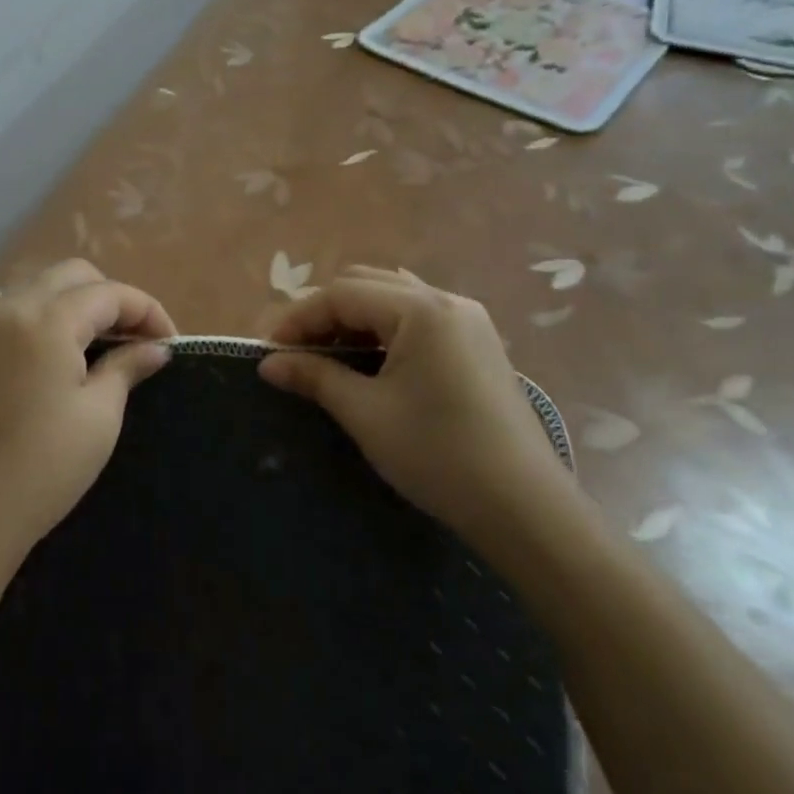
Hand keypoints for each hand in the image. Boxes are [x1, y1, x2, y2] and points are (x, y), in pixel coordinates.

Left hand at [0, 260, 174, 594]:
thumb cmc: (45, 468)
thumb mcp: (99, 416)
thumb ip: (127, 367)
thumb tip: (156, 347)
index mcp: (48, 320)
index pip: (109, 294)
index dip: (146, 310)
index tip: (168, 340)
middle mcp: (9, 306)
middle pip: (71, 276)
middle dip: (110, 298)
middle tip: (133, 339)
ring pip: (31, 282)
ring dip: (66, 298)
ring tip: (86, 337)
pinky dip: (17, 306)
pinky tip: (29, 335)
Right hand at [258, 266, 577, 546]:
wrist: (525, 508)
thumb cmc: (438, 455)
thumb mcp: (366, 413)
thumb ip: (315, 377)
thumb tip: (268, 364)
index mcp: (421, 309)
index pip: (342, 294)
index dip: (299, 318)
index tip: (269, 351)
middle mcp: (447, 301)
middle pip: (368, 285)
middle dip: (325, 313)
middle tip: (296, 352)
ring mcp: (469, 320)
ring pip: (394, 298)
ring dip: (354, 318)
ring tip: (329, 355)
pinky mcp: (479, 343)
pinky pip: (419, 317)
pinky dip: (385, 329)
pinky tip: (372, 360)